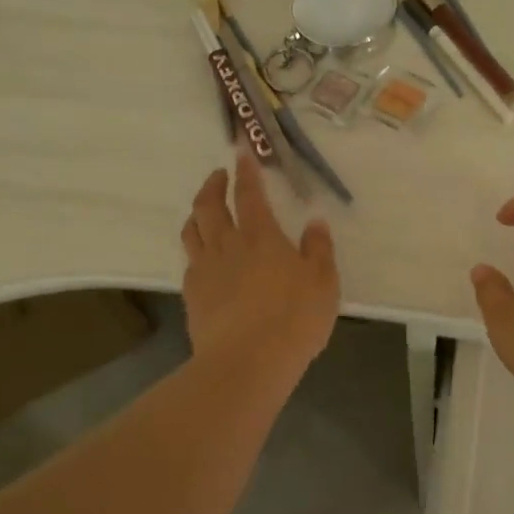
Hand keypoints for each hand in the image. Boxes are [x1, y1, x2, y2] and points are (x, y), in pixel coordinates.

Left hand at [181, 151, 339, 384]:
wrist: (247, 361)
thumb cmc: (294, 318)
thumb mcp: (323, 283)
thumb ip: (319, 250)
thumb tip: (315, 222)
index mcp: (261, 236)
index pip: (249, 194)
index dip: (246, 171)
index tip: (241, 152)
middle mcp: (228, 245)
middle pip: (209, 205)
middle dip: (213, 185)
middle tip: (218, 176)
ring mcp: (205, 270)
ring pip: (192, 230)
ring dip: (197, 213)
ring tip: (204, 210)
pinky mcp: (192, 295)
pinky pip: (189, 262)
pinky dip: (196, 250)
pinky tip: (203, 259)